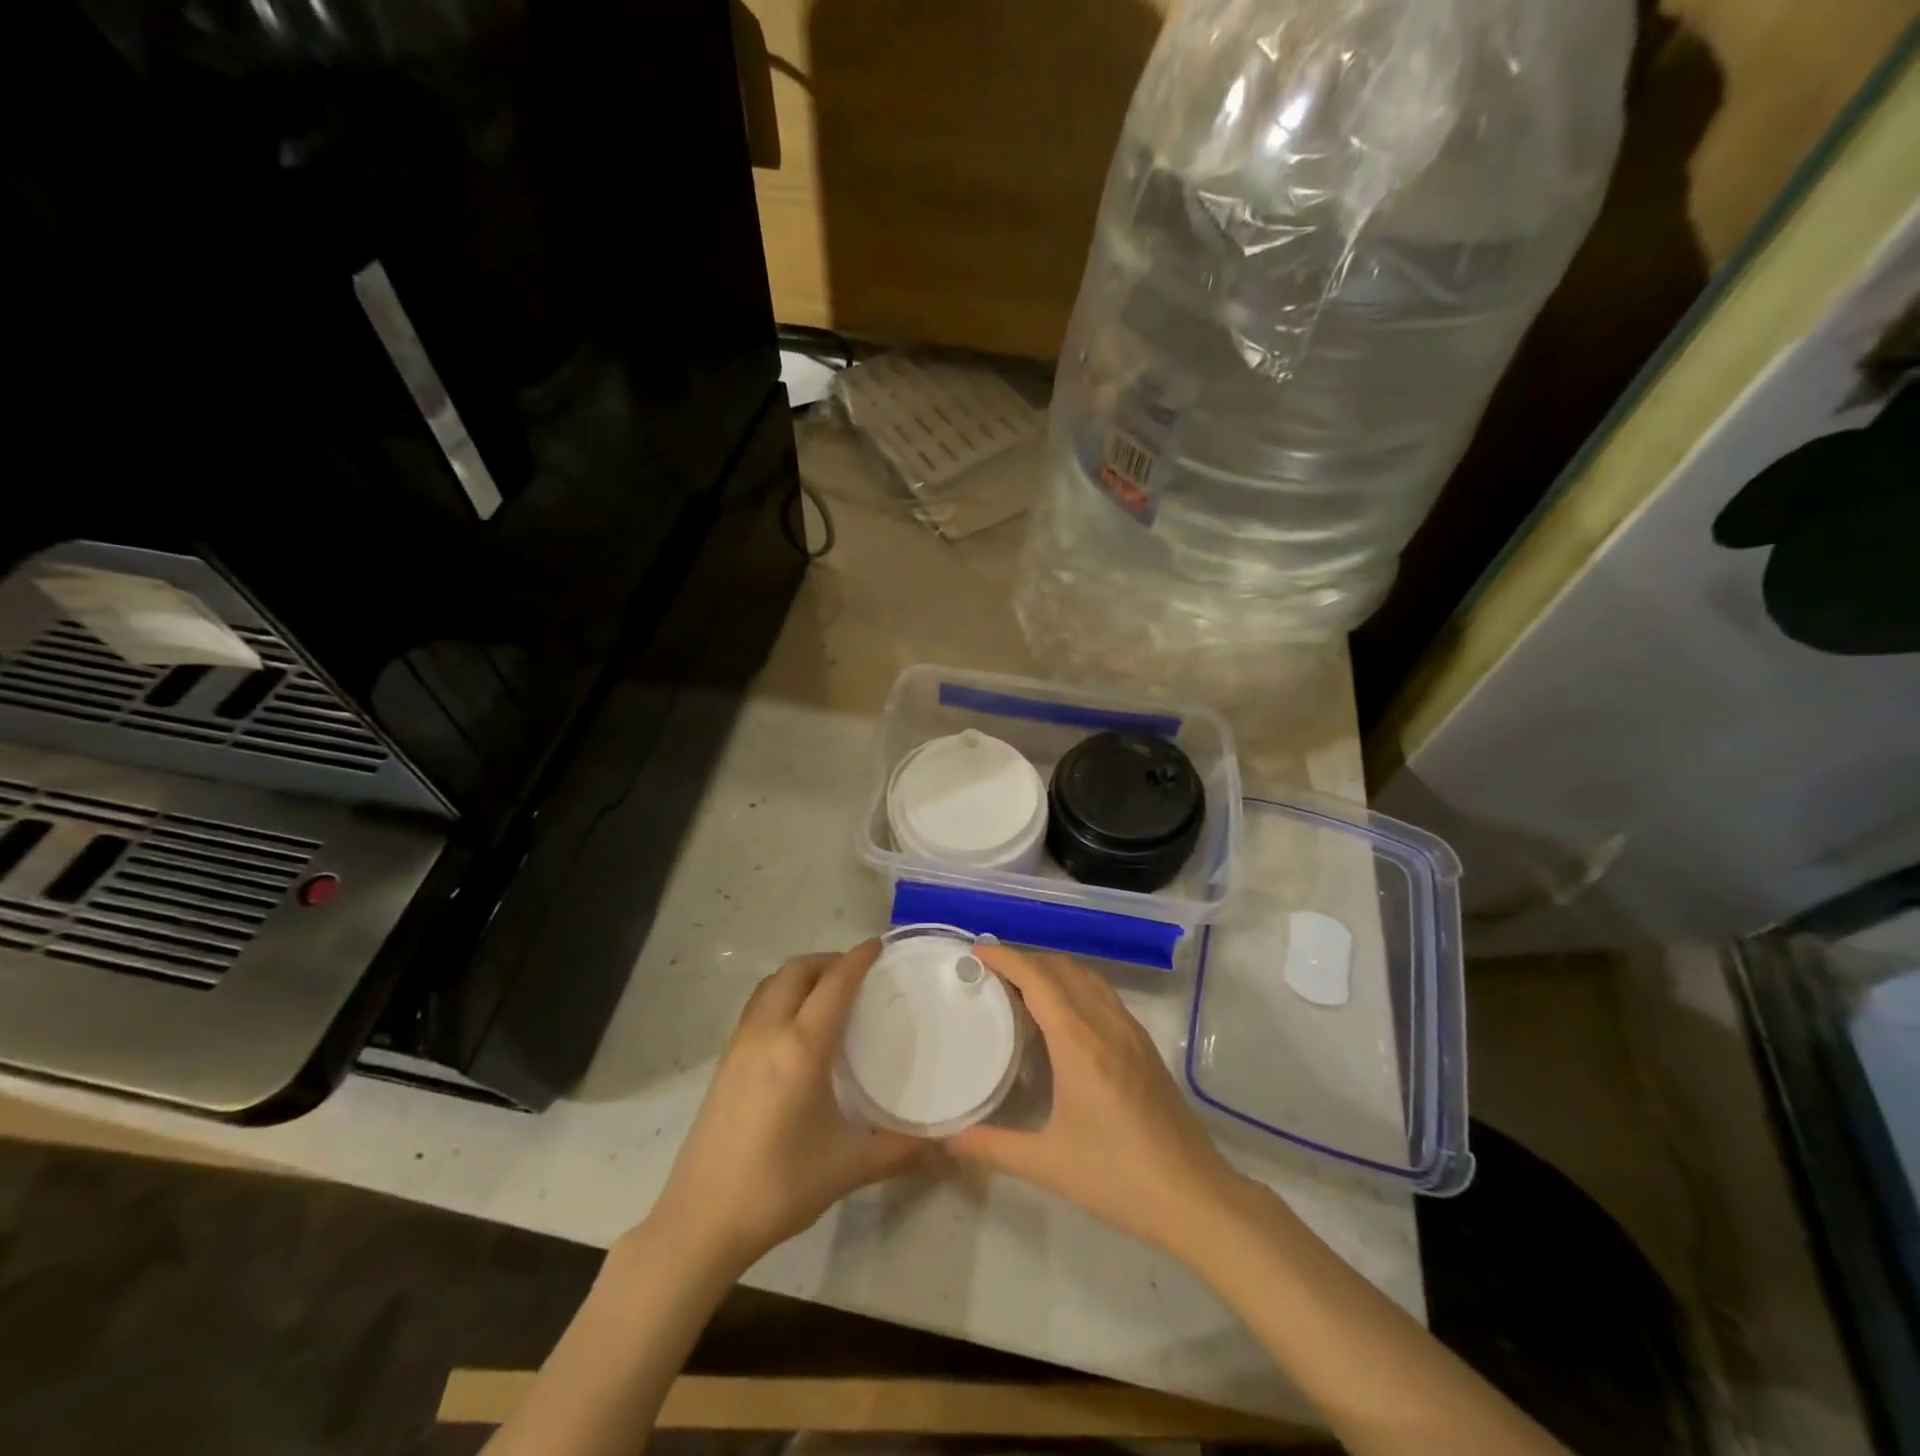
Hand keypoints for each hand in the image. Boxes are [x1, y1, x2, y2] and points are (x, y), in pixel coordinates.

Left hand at [647, 941, 924, 1273]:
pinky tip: (797, 1027)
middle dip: (829, 961)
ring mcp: (739, 1044)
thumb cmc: (778, 1187)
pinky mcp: (724, 1061)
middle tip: (858, 973)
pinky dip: (782, 995)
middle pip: (797, 971)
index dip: (858, 959)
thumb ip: (899, 1151)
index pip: (834, 984)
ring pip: (772, 984)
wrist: (700, 1220)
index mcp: (801, 1048)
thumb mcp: (847, 1168)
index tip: (879, 946)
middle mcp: (768, 1032)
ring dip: (802, 975)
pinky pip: (758, 1005)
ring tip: (828, 992)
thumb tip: (943, 1147)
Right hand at [948, 945, 1247, 1257]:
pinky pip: (1103, 995)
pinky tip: (1063, 1016)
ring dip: (1053, 969)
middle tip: (992, 972)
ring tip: (1022, 986)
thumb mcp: (1048, 1164)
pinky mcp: (1144, 1045)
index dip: (1007, 958)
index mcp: (1079, 1042)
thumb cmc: (1118, 1177)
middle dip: (1026, 960)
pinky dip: (1075, 986)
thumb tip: (950, 1138)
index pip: (1039, 979)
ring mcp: (1131, 1031)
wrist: (1195, 1196)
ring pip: (1087, 977)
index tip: (978, 952)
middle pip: (1063, 968)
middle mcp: (1106, 1024)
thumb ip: (993, 1147)